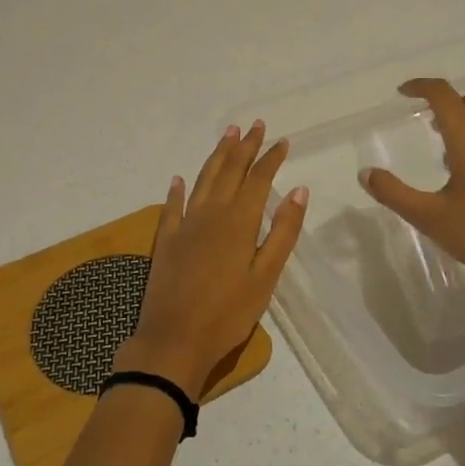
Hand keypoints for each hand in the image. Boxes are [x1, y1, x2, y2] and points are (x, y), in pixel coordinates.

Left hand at [114, 122, 307, 400]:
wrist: (174, 340)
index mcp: (239, 222)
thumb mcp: (266, 276)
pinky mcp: (166, 241)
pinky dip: (177, 190)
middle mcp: (211, 214)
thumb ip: (282, 231)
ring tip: (227, 135)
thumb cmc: (228, 314)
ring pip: (203, 180)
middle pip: (229, 171)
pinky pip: (172, 207)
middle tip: (255, 125)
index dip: (271, 158)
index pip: (258, 180)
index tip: (282, 140)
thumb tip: (298, 190)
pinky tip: (178, 179)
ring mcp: (185, 225)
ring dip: (216, 156)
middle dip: (244, 147)